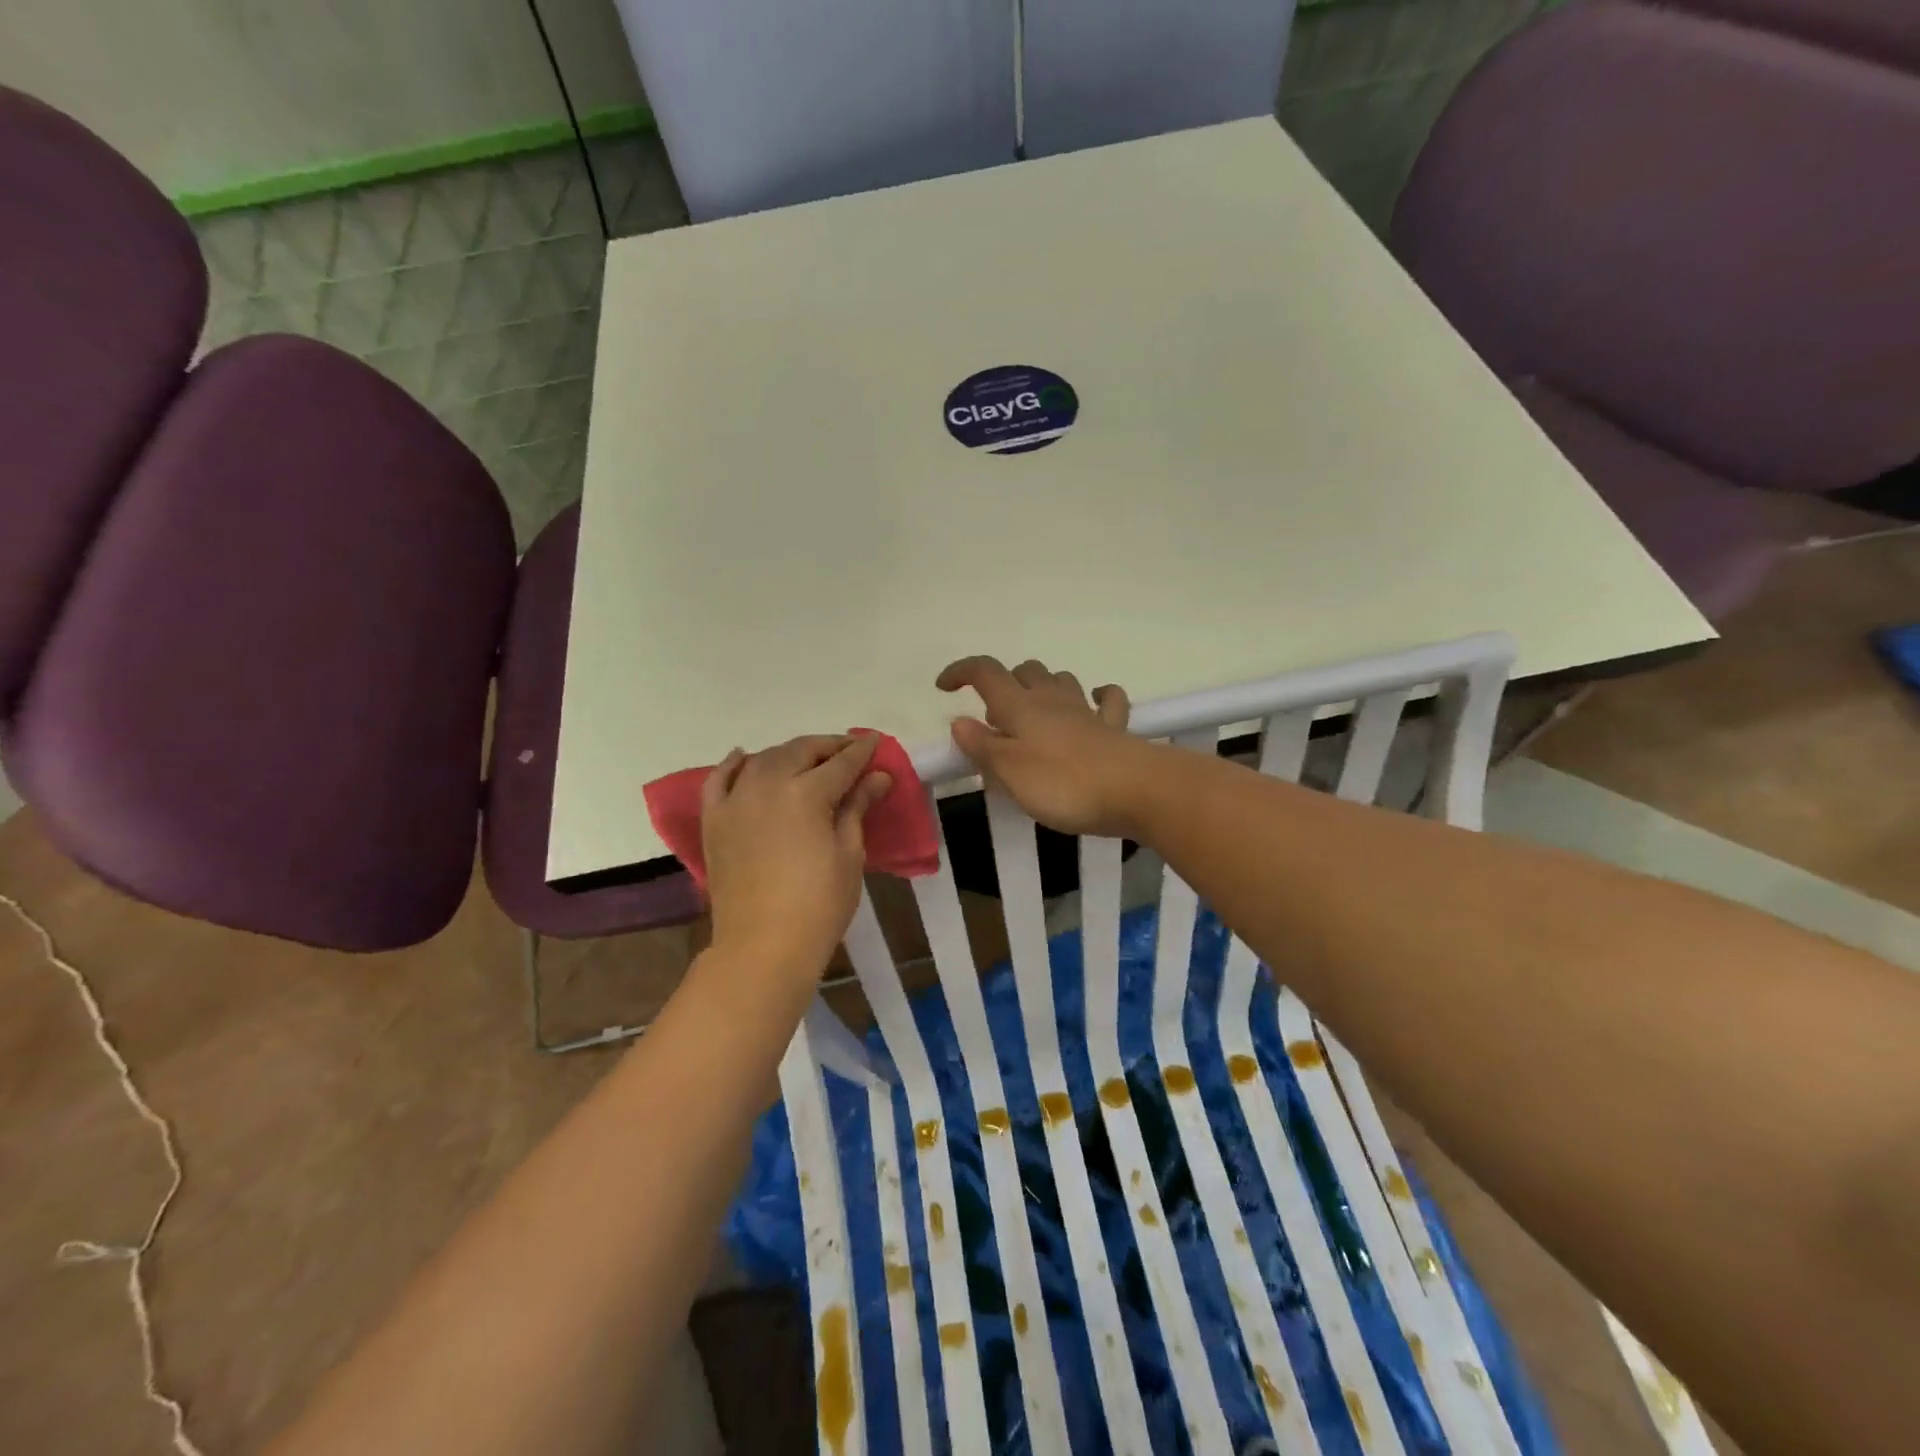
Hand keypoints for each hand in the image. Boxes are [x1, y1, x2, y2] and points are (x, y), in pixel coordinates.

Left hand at [701, 734, 891, 978]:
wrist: (762, 946)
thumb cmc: (819, 904)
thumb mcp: (849, 854)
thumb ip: (857, 807)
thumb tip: (877, 777)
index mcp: (805, 793)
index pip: (840, 763)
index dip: (861, 751)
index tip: (875, 741)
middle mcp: (766, 785)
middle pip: (800, 751)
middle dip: (827, 746)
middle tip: (848, 750)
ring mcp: (735, 800)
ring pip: (763, 759)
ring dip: (789, 753)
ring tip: (808, 758)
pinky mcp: (714, 820)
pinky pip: (719, 780)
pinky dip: (732, 764)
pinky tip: (744, 757)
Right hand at [935, 657, 1148, 837]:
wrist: (1136, 790)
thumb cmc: (1063, 783)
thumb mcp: (1009, 771)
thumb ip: (982, 746)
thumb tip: (960, 721)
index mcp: (1020, 706)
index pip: (985, 672)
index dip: (962, 671)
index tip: (944, 687)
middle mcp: (1051, 699)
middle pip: (1024, 671)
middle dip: (1004, 683)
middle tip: (994, 718)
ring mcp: (1086, 711)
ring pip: (1060, 680)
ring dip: (1042, 687)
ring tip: (1032, 714)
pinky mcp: (1114, 728)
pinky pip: (1106, 700)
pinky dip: (1097, 697)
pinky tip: (1092, 704)